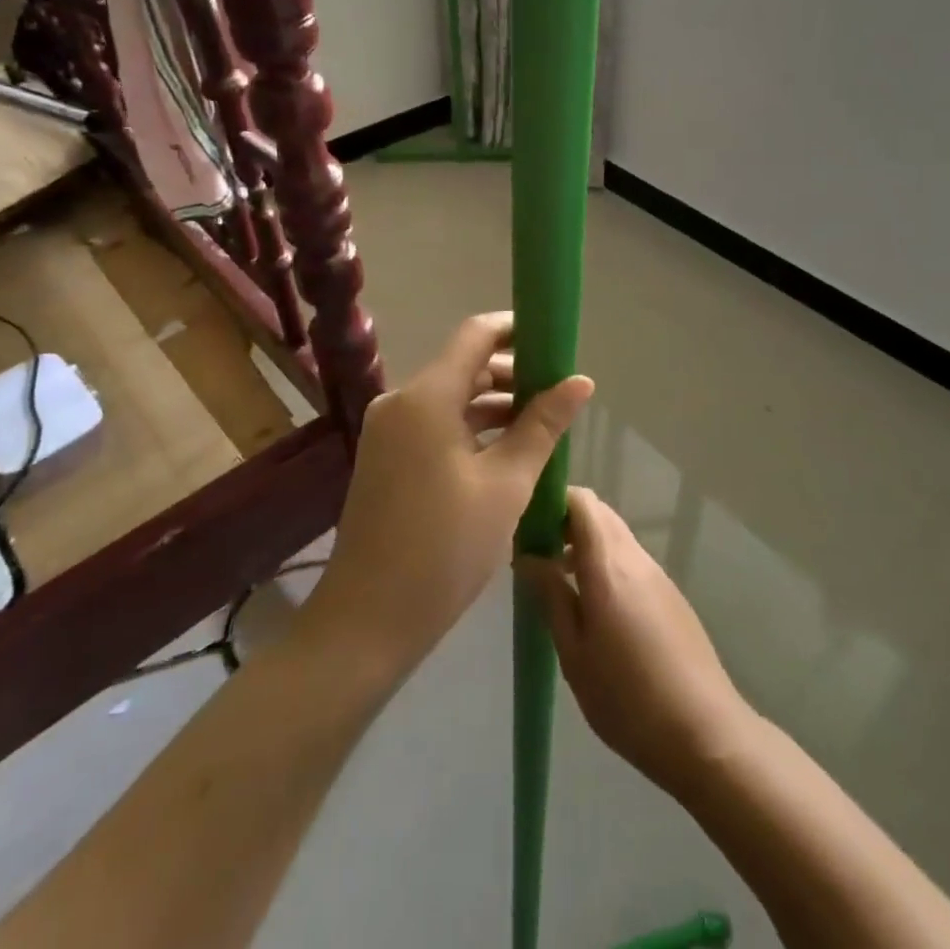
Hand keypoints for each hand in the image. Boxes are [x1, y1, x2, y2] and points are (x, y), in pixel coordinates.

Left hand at [306, 313, 593, 680]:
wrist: (368, 621)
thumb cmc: (444, 548)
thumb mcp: (506, 484)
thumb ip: (543, 425)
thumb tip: (581, 381)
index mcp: (426, 397)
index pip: (476, 334)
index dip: (517, 329)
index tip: (555, 342)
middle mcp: (401, 402)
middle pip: (465, 366)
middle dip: (513, 374)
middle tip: (559, 395)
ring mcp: (389, 431)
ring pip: (452, 398)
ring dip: (495, 405)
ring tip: (542, 427)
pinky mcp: (387, 458)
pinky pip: (436, 424)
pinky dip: (472, 429)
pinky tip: (506, 452)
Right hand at [519, 487, 757, 794]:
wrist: (705, 733)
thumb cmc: (627, 699)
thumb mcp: (574, 654)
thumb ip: (551, 597)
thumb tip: (528, 557)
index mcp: (609, 565)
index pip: (581, 501)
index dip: (552, 501)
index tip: (526, 525)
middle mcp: (635, 557)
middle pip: (598, 514)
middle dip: (564, 522)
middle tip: (536, 555)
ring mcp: (657, 575)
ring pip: (615, 537)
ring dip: (585, 545)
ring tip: (558, 584)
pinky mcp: (670, 595)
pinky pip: (630, 560)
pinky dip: (606, 564)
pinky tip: (594, 608)